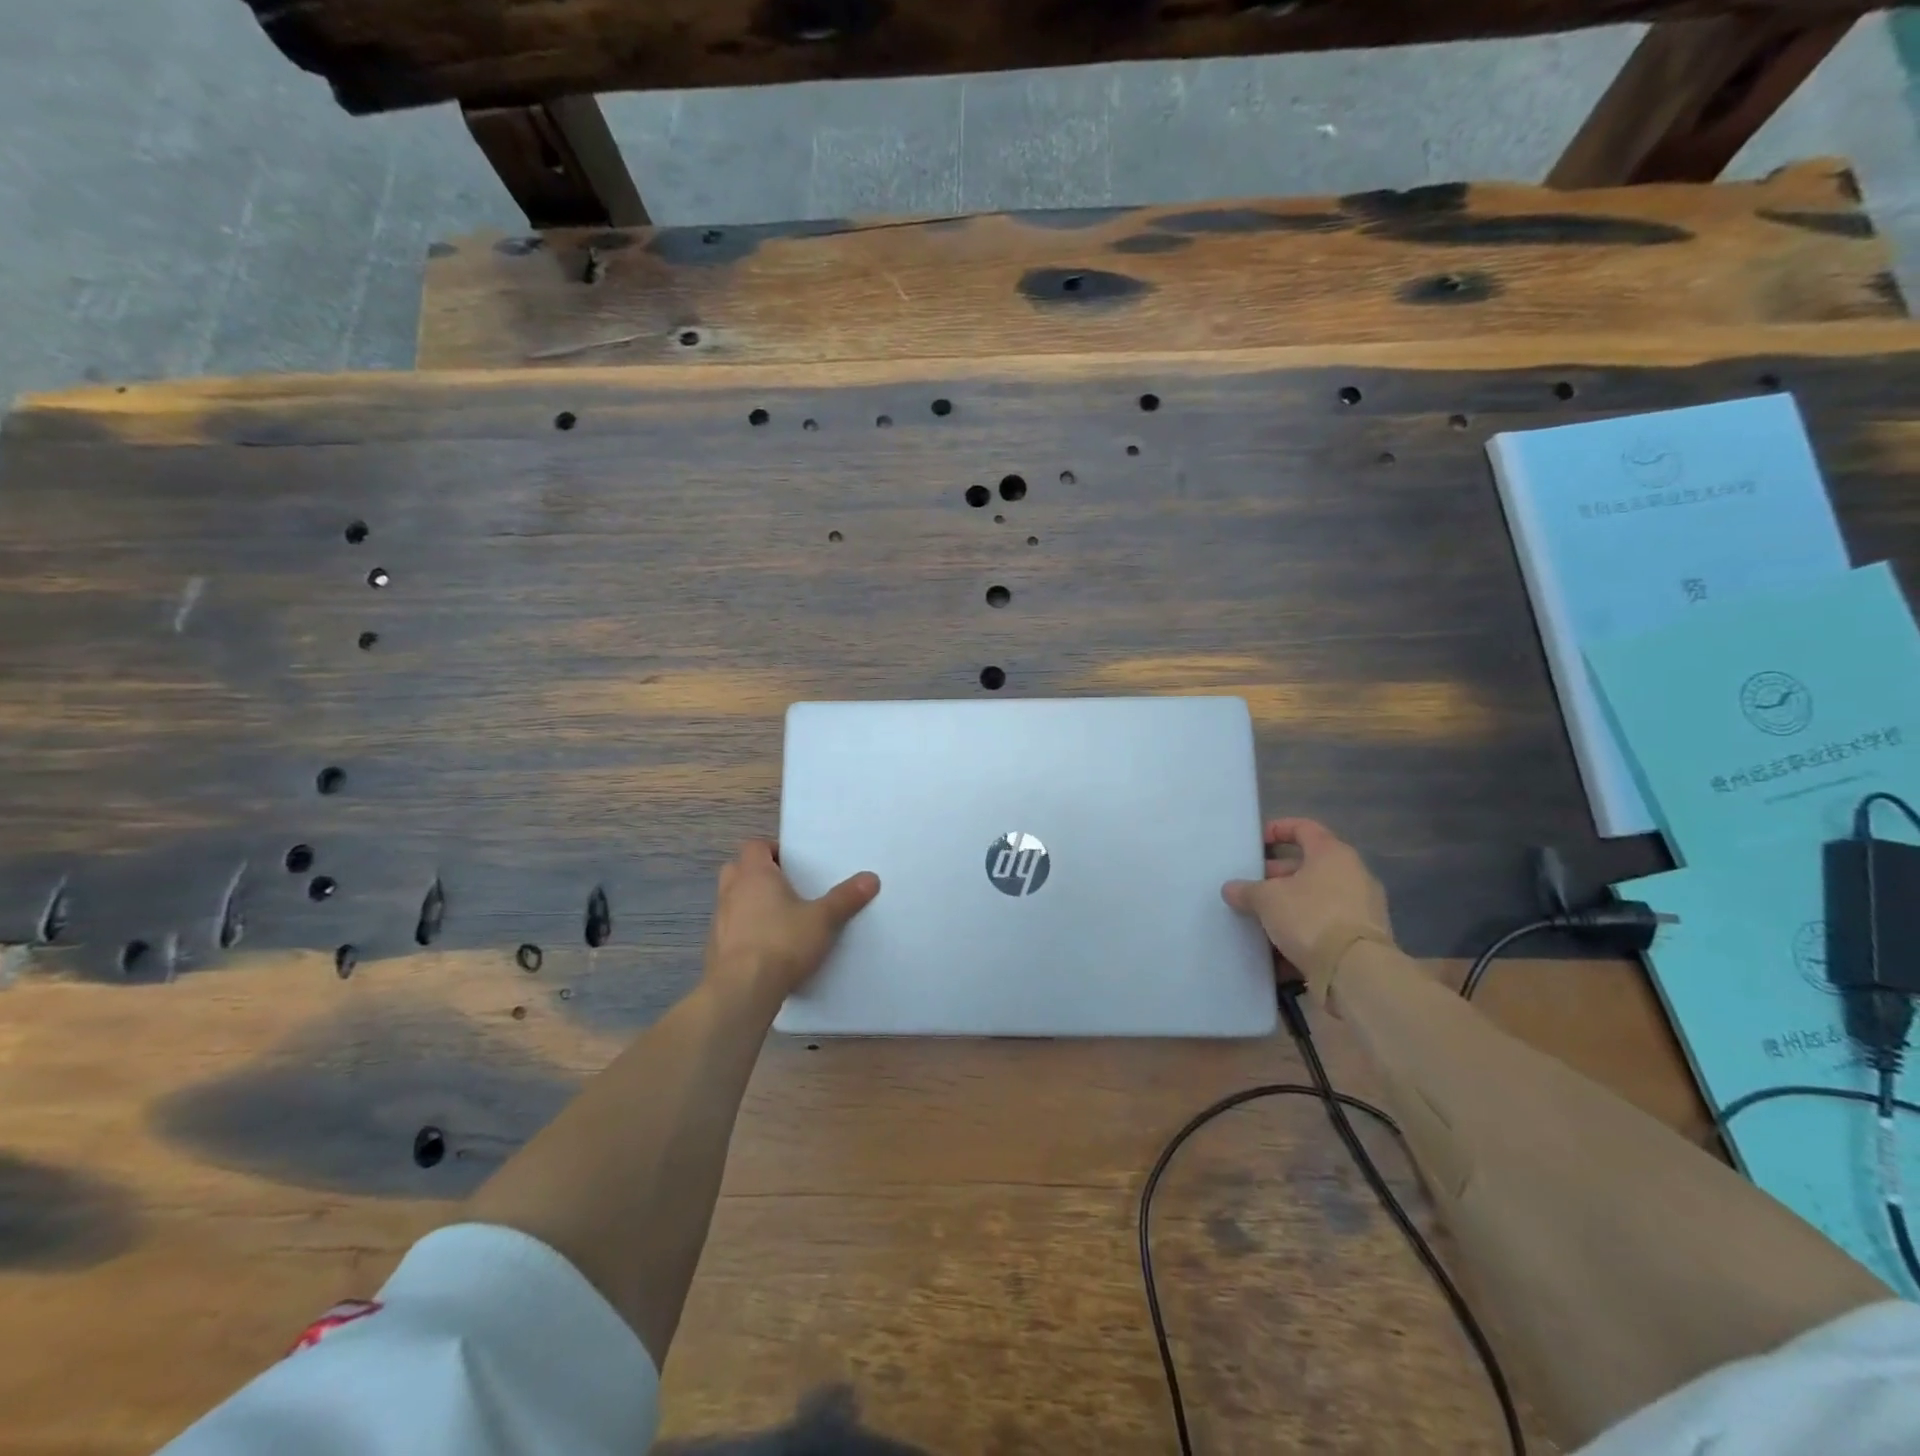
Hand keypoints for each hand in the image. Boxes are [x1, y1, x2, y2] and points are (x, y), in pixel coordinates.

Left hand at [702, 839, 878, 1006]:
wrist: (743, 989)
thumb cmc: (783, 942)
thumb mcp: (823, 919)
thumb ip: (845, 898)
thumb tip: (871, 878)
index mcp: (754, 874)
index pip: (754, 846)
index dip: (772, 850)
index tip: (792, 863)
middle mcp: (731, 891)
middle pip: (738, 869)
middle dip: (758, 874)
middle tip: (785, 887)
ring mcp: (718, 920)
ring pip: (731, 900)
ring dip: (748, 903)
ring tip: (777, 919)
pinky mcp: (715, 948)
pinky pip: (729, 929)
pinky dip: (743, 932)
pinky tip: (765, 949)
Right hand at [1221, 818, 1391, 970]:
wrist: (1356, 972)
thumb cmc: (1310, 918)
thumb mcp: (1267, 900)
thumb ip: (1247, 891)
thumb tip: (1231, 889)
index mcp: (1332, 854)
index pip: (1304, 828)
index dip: (1278, 830)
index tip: (1256, 842)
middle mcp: (1353, 875)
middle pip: (1309, 867)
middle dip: (1277, 876)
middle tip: (1251, 888)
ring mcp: (1363, 908)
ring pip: (1317, 899)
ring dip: (1289, 906)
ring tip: (1261, 920)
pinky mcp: (1364, 939)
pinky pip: (1326, 927)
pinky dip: (1304, 932)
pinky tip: (1279, 950)